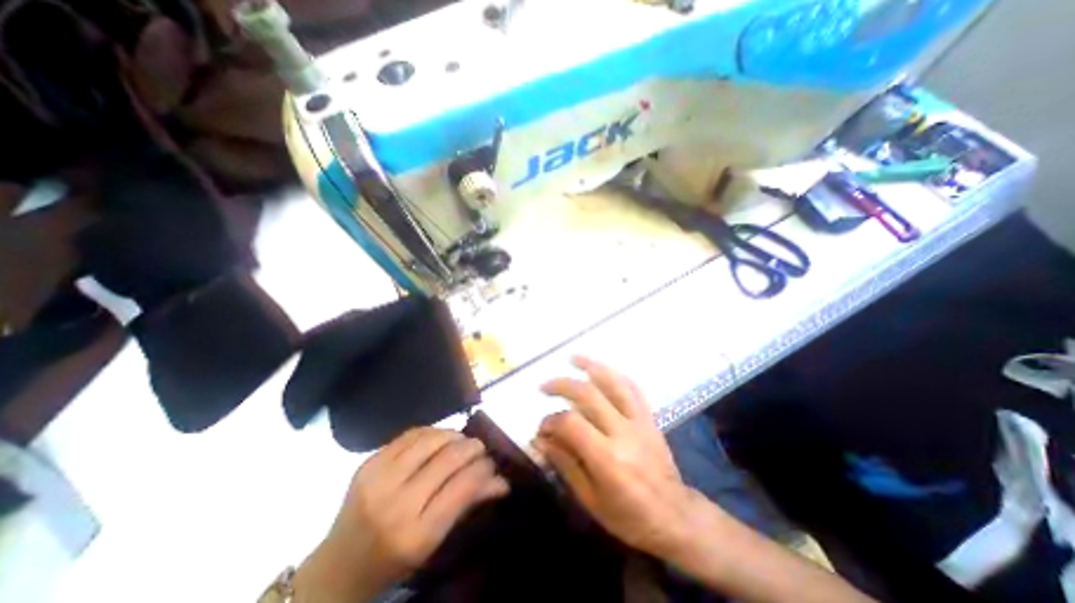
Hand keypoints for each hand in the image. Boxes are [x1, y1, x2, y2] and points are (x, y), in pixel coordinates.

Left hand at [293, 427, 511, 600]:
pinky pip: (410, 434)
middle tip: (480, 448)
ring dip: (454, 435)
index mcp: (416, 534)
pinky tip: (439, 438)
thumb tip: (503, 482)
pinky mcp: (368, 463)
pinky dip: (431, 432)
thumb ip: (469, 506)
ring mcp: (378, 479)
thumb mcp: (435, 542)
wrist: (337, 567)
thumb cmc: (393, 561)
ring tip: (461, 441)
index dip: (484, 469)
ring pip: (430, 439)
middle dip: (473, 447)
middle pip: (448, 458)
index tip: (493, 464)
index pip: (463, 486)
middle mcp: (396, 504)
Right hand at [534, 357, 698, 557]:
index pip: (571, 423)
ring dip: (591, 366)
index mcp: (607, 458)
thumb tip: (540, 439)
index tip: (541, 428)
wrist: (675, 517)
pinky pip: (633, 388)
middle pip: (588, 394)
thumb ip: (564, 463)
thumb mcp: (590, 499)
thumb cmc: (629, 517)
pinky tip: (602, 369)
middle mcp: (623, 432)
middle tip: (544, 386)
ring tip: (572, 358)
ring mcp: (639, 421)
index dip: (550, 421)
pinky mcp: (649, 417)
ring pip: (613, 382)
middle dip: (562, 385)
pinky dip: (615, 374)